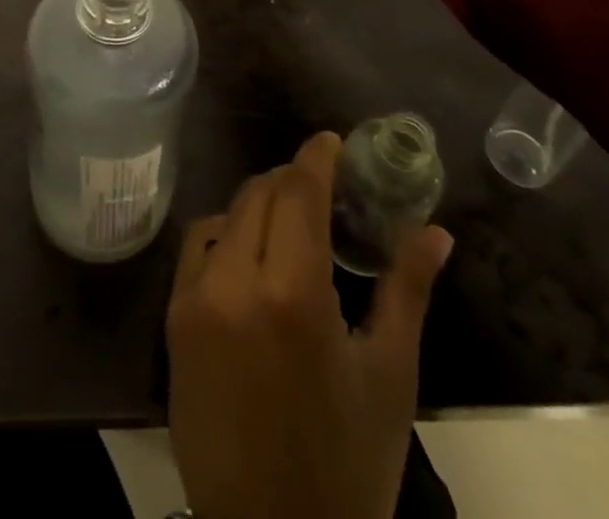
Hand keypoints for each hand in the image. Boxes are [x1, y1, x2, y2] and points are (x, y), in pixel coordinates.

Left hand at [166, 132, 454, 518]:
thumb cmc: (347, 468)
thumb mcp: (389, 378)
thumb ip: (408, 290)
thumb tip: (435, 231)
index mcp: (292, 294)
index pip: (298, 192)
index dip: (315, 157)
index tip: (332, 141)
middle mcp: (234, 283)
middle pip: (259, 194)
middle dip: (291, 179)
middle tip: (322, 187)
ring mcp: (195, 300)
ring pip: (226, 215)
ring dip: (258, 204)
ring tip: (289, 220)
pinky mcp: (173, 321)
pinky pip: (198, 249)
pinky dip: (226, 234)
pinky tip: (250, 253)